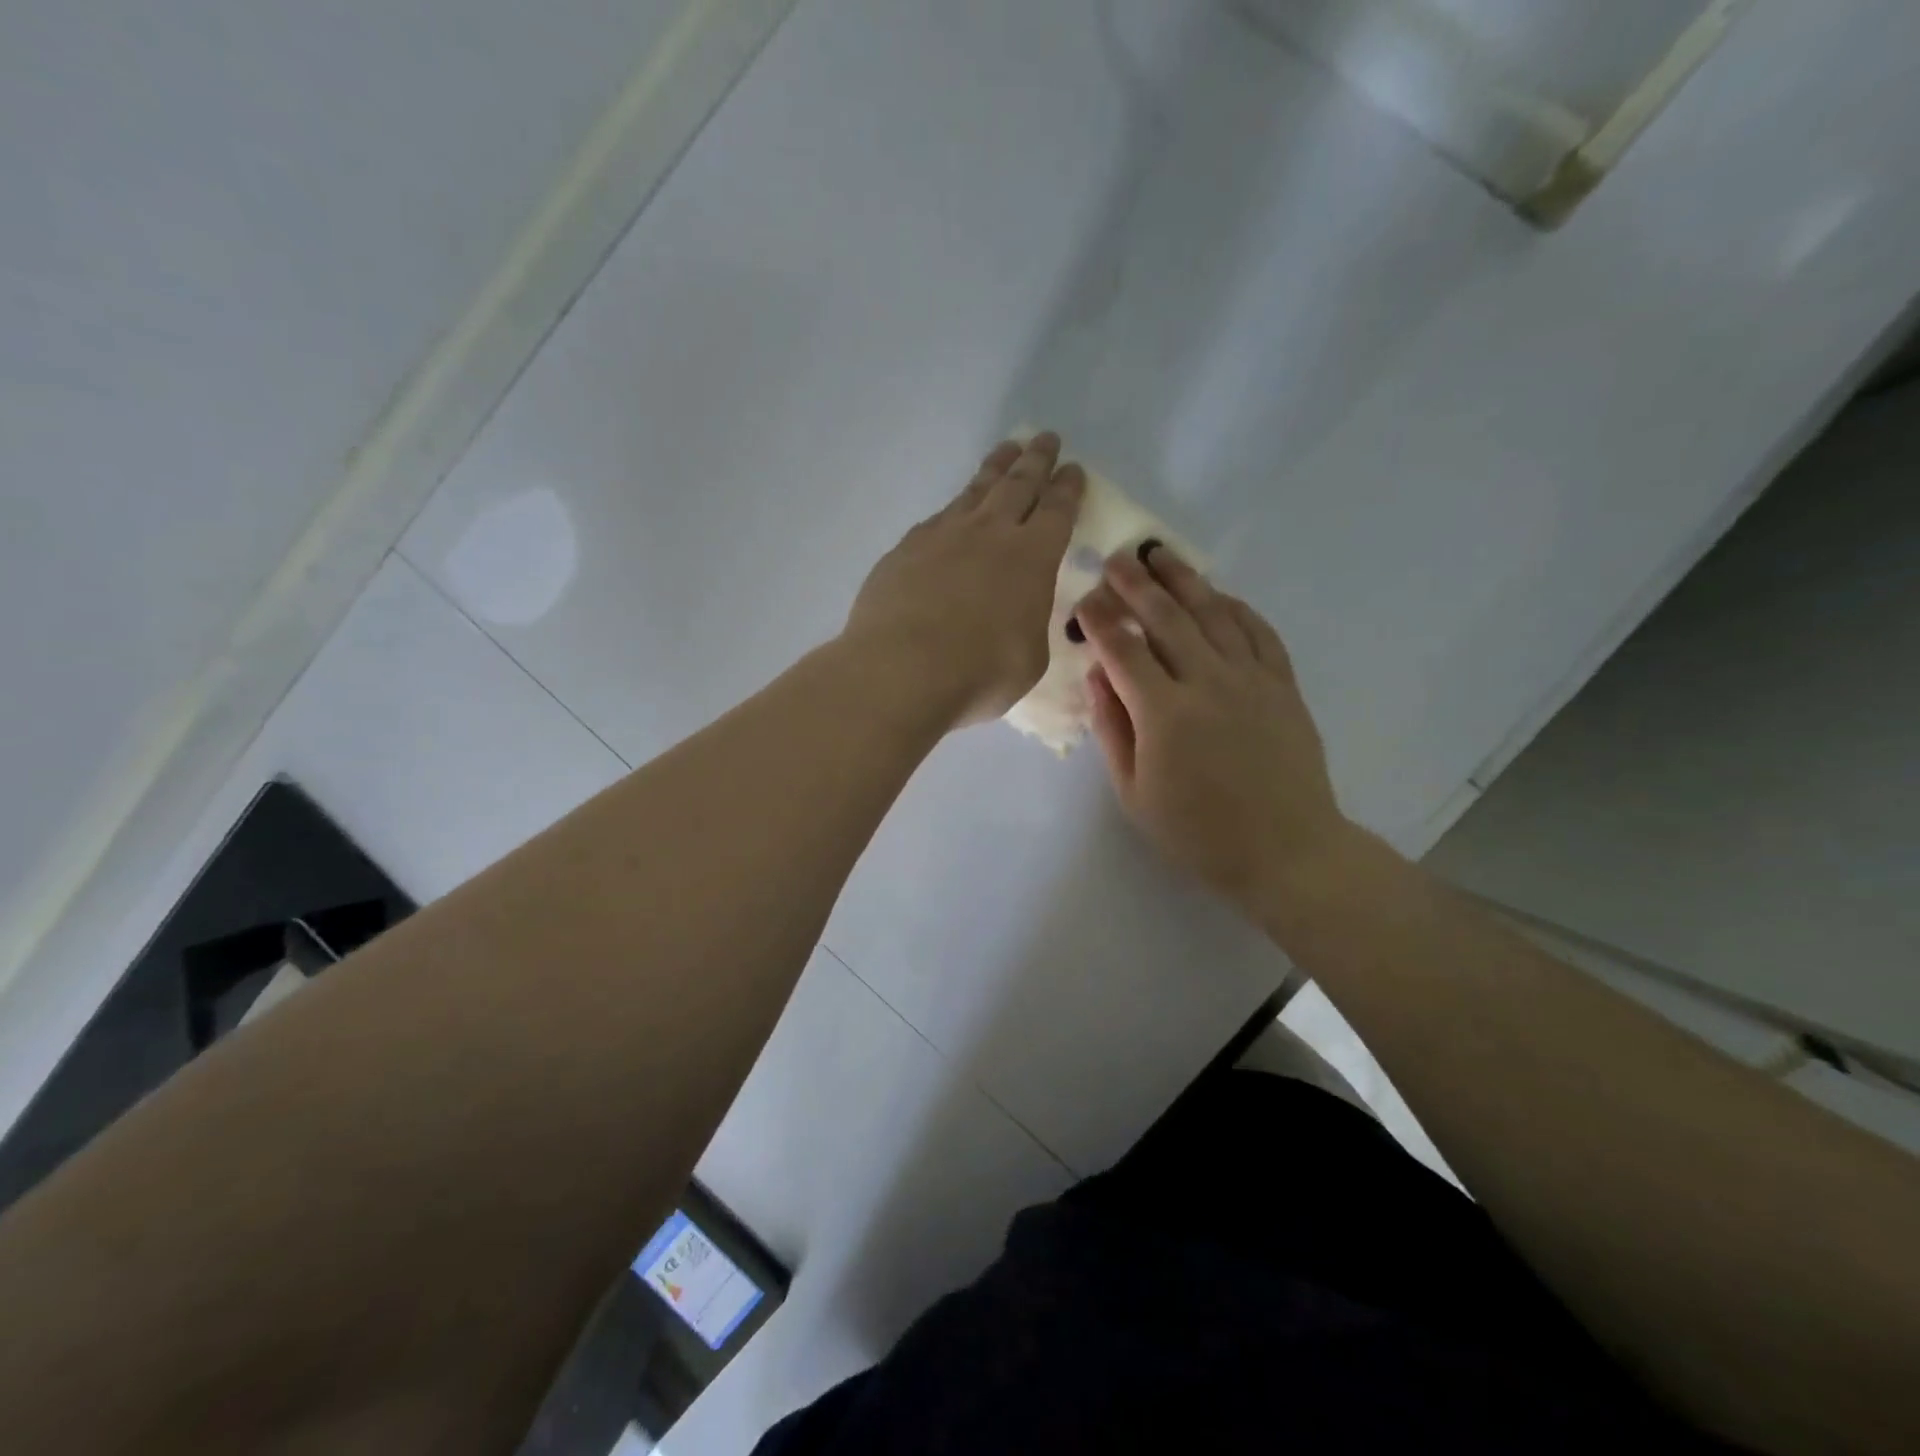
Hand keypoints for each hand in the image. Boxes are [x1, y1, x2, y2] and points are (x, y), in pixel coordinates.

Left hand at [843, 433, 1084, 727]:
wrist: (901, 669)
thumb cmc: (980, 671)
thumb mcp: (1029, 657)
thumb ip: (1029, 624)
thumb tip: (1018, 613)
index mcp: (1032, 557)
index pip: (1057, 510)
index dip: (1068, 488)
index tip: (1074, 469)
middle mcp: (989, 533)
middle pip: (1018, 484)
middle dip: (1036, 460)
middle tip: (1045, 438)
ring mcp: (942, 535)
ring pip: (975, 491)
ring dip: (995, 468)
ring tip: (1006, 451)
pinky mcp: (905, 549)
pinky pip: (937, 519)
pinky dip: (954, 509)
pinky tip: (952, 513)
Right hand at [1075, 544, 1352, 917]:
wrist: (1285, 849)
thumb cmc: (1198, 831)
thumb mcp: (1135, 793)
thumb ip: (1112, 730)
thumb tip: (1096, 676)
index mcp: (1164, 713)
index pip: (1123, 650)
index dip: (1100, 620)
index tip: (1084, 599)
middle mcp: (1208, 682)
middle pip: (1167, 618)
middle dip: (1136, 584)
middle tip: (1117, 558)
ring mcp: (1251, 678)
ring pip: (1213, 613)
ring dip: (1184, 580)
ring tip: (1160, 554)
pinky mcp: (1283, 684)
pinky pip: (1259, 631)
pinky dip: (1236, 607)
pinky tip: (1218, 594)